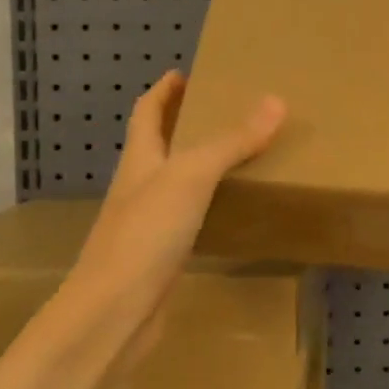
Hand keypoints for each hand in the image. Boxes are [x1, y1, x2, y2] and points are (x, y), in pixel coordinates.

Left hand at [64, 70, 285, 362]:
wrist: (113, 315)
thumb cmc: (145, 235)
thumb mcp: (191, 177)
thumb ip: (231, 141)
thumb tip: (276, 101)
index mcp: (140, 160)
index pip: (147, 112)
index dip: (164, 90)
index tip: (186, 73)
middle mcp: (140, 187)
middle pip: (161, 145)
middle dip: (188, 125)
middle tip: (231, 112)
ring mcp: (148, 224)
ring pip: (178, 184)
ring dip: (203, 166)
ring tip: (243, 155)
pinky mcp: (162, 257)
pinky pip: (190, 219)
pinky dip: (211, 207)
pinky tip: (235, 211)